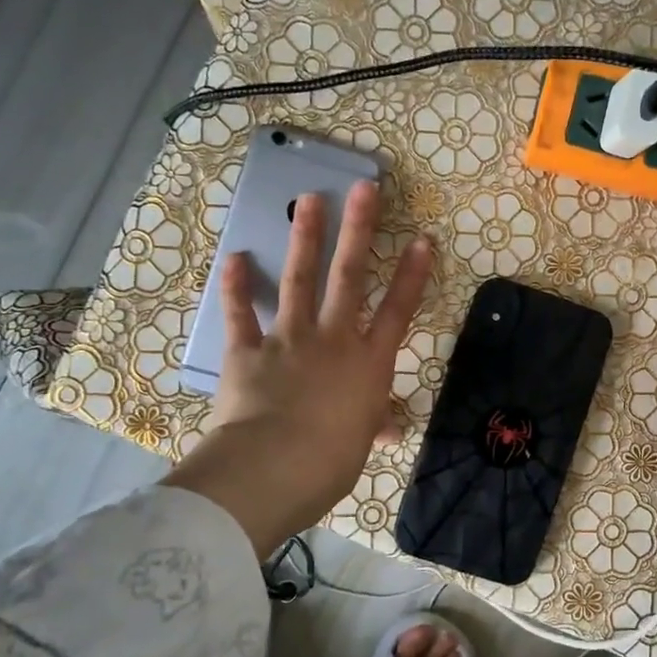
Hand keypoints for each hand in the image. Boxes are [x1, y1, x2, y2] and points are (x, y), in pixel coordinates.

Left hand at [164, 181, 433, 556]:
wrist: (274, 467)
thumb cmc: (331, 462)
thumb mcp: (360, 444)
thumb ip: (372, 425)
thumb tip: (390, 430)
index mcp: (368, 364)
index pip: (397, 311)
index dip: (411, 275)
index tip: (421, 239)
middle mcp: (333, 340)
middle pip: (349, 277)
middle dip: (359, 231)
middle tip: (364, 188)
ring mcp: (289, 340)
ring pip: (299, 281)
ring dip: (305, 239)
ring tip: (309, 200)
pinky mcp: (247, 351)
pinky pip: (241, 315)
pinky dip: (236, 287)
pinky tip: (235, 258)